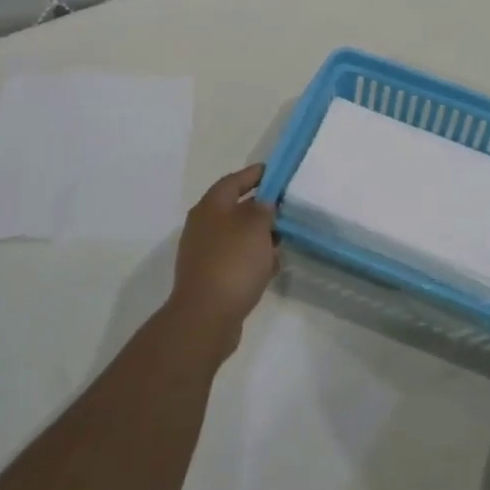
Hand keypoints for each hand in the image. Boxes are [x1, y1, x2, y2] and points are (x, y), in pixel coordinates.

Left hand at [168, 164, 277, 346]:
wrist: (206, 316)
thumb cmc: (232, 262)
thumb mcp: (255, 227)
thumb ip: (263, 209)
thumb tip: (263, 204)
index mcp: (210, 207)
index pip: (234, 180)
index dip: (255, 174)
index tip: (277, 173)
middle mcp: (203, 226)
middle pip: (235, 208)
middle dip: (261, 207)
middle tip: (286, 207)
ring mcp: (204, 253)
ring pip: (237, 235)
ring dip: (259, 235)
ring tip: (284, 237)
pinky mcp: (211, 277)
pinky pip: (236, 259)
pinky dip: (253, 258)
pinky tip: (272, 266)